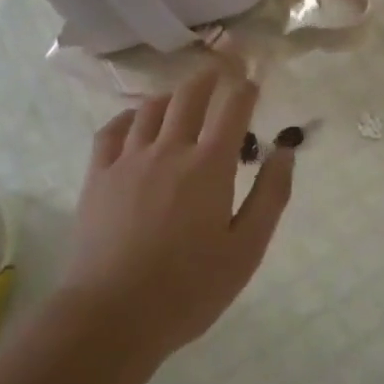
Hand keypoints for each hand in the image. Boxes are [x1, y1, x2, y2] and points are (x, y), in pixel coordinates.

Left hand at [62, 66, 296, 355]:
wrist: (113, 315)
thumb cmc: (189, 288)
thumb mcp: (246, 250)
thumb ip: (270, 196)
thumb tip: (285, 152)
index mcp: (209, 166)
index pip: (231, 108)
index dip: (245, 87)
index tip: (253, 81)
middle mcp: (168, 150)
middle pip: (189, 95)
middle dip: (209, 77)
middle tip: (221, 68)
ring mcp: (128, 160)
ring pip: (150, 108)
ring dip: (172, 95)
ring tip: (182, 97)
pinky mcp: (98, 176)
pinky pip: (111, 130)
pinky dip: (127, 117)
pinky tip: (134, 121)